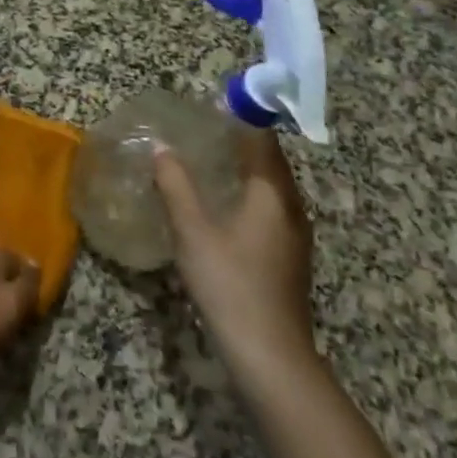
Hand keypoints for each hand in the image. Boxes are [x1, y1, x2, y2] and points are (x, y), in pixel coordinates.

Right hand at [153, 131, 317, 394]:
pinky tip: (223, 207)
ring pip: (272, 189)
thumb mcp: (193, 232)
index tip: (218, 102)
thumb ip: (176, 187)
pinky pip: (269, 210)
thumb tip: (162, 150)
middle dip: (243, 143)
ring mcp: (294, 237)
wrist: (269, 355)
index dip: (243, 119)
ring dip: (246, 170)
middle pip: (270, 164)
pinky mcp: (288, 259)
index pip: (262, 142)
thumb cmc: (230, 284)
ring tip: (211, 160)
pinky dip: (248, 195)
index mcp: (272, 195)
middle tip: (207, 128)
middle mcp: (290, 210)